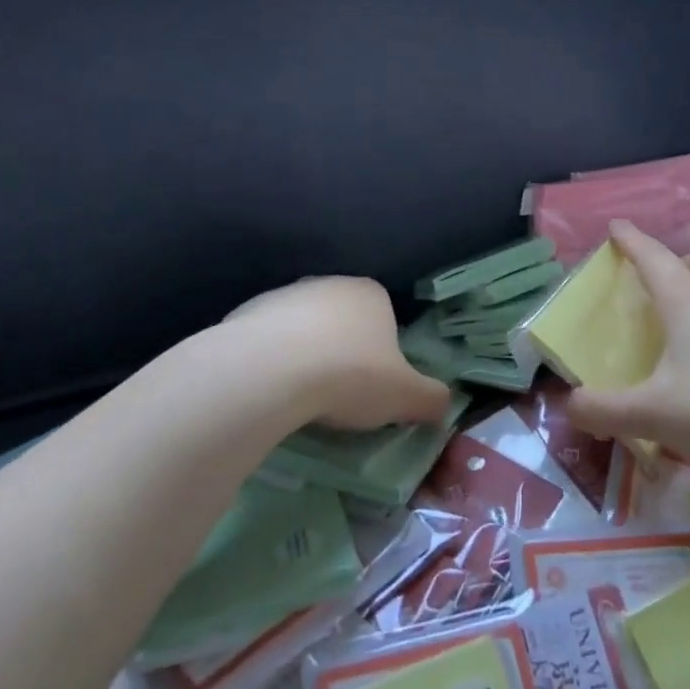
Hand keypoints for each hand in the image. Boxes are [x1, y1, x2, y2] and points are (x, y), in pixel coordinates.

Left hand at [215, 276, 451, 430]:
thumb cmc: (350, 375)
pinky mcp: (246, 313)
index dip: (383, 355)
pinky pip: (267, 342)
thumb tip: (444, 405)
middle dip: (343, 353)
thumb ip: (432, 399)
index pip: (385, 320)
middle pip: (342, 322)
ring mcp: (284, 295)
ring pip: (303, 330)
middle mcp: (328, 283)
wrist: (271, 371)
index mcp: (370, 293)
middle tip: (340, 395)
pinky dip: (271, 362)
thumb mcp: (406, 396)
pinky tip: (270, 390)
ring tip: (302, 397)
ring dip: (306, 356)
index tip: (375, 387)